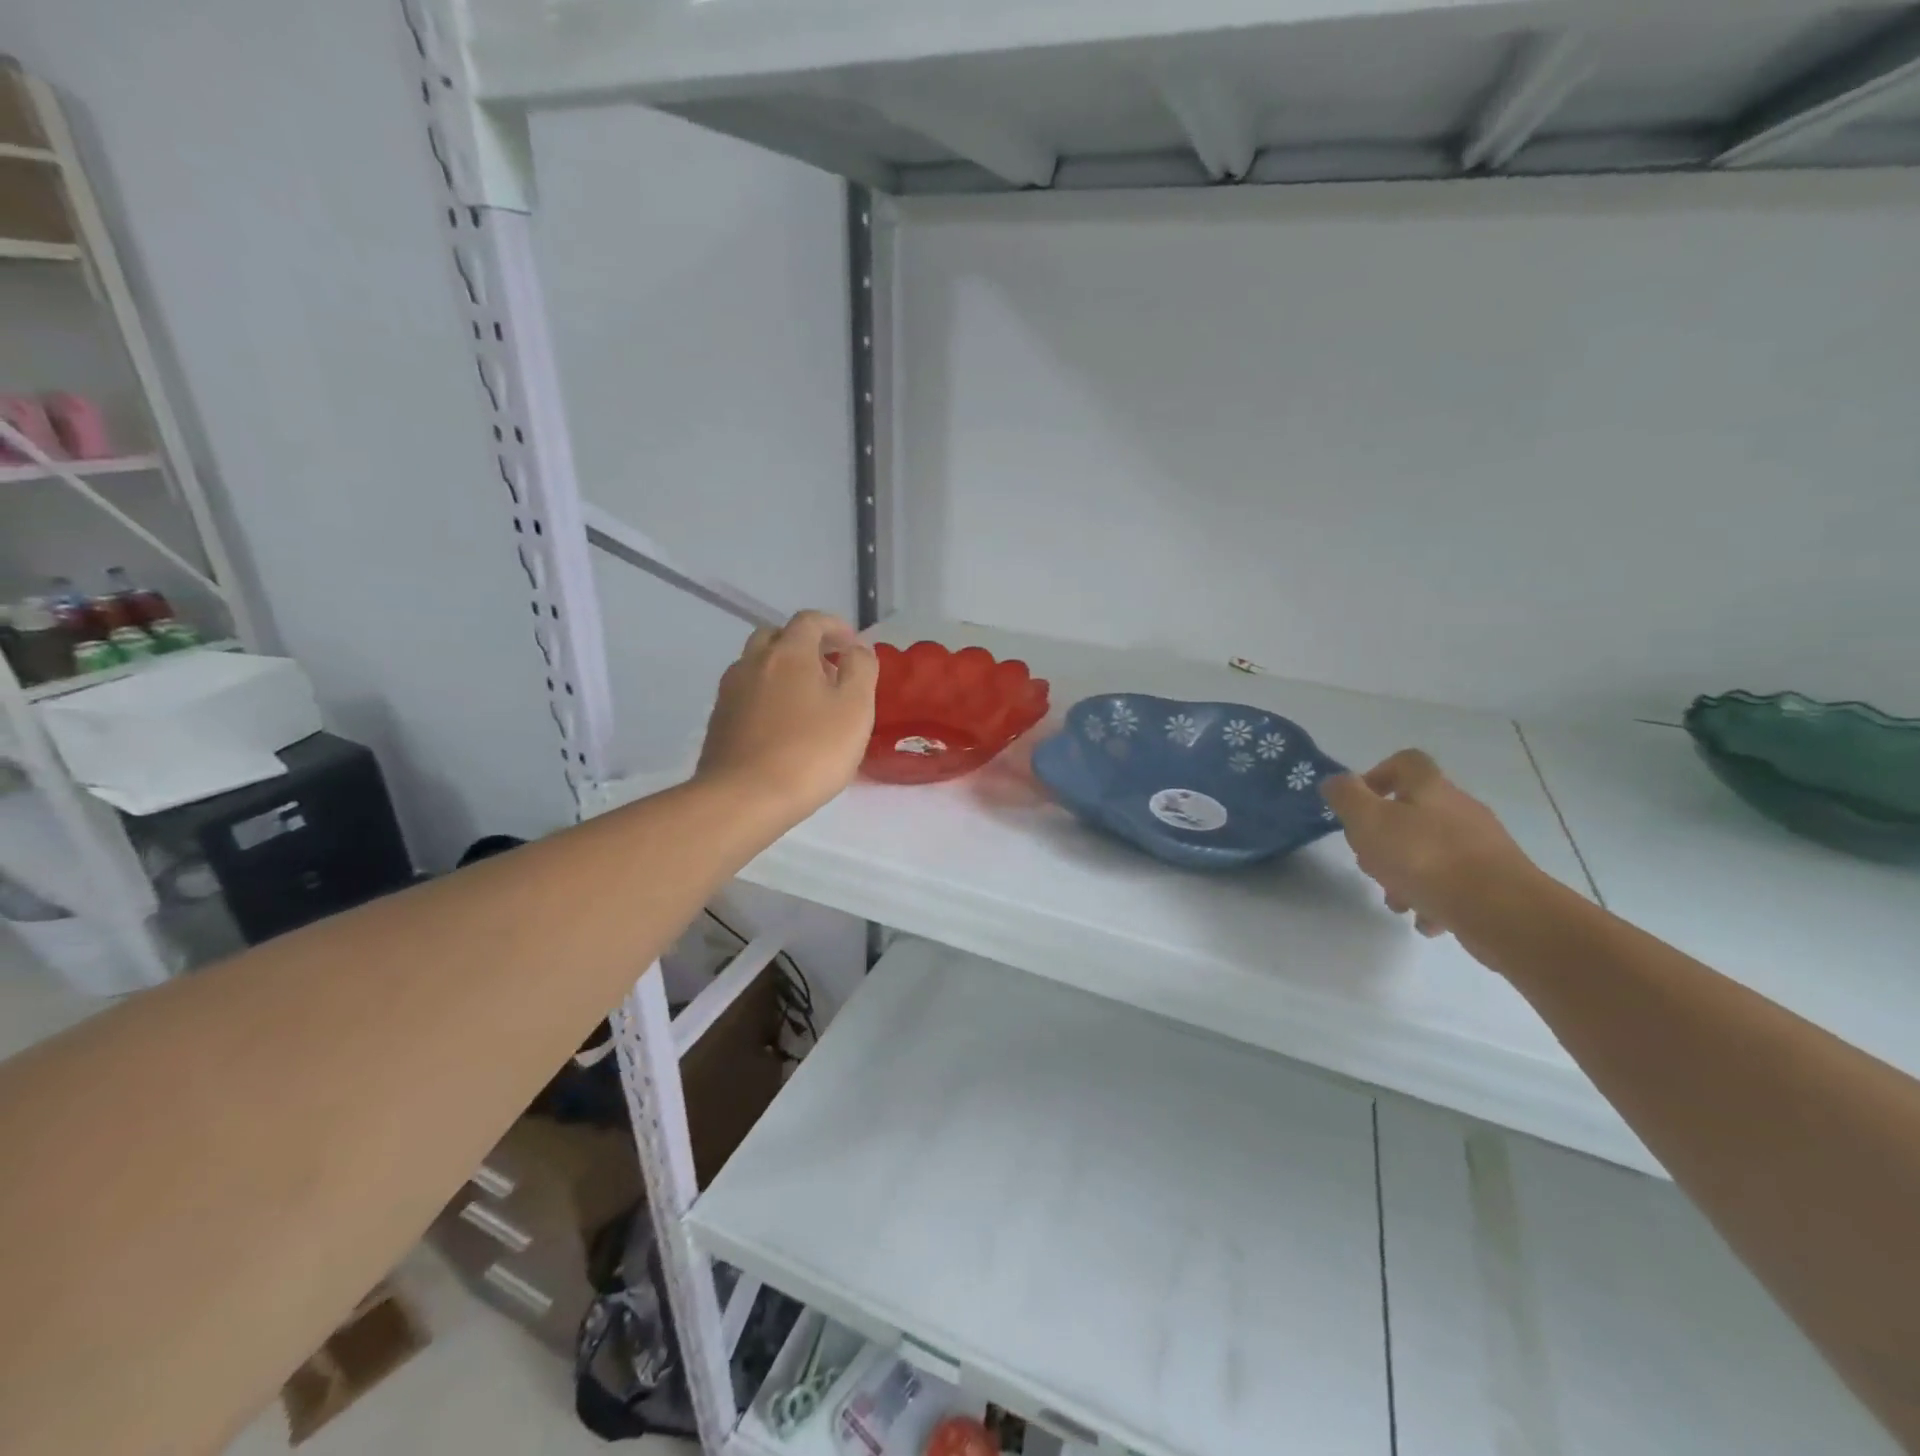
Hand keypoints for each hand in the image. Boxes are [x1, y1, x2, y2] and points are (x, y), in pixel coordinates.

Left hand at [696, 611, 877, 821]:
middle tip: (827, 668)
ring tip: (805, 698)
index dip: (833, 626)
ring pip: (756, 665)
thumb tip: (857, 649)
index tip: (851, 645)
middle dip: (803, 644)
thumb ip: (861, 670)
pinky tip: (781, 724)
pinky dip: (766, 695)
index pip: (810, 621)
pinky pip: (746, 694)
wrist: (744, 798)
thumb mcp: (855, 709)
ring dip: (781, 669)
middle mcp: (753, 663)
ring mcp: (730, 692)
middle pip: (776, 636)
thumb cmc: (810, 751)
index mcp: (789, 653)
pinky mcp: (719, 722)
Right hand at [1321, 749, 1539, 937]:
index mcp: (1430, 789)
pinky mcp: (1495, 880)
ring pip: (1430, 851)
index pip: (1405, 762)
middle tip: (1370, 862)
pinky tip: (1425, 919)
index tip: (1358, 807)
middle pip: (1413, 812)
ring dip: (1405, 874)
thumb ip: (1346, 797)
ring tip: (1396, 900)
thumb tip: (1335, 781)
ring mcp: (1481, 845)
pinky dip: (1434, 898)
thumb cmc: (1424, 858)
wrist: (1501, 910)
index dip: (1377, 776)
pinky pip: (1453, 883)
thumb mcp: (1368, 821)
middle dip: (1384, 839)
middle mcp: (1459, 809)